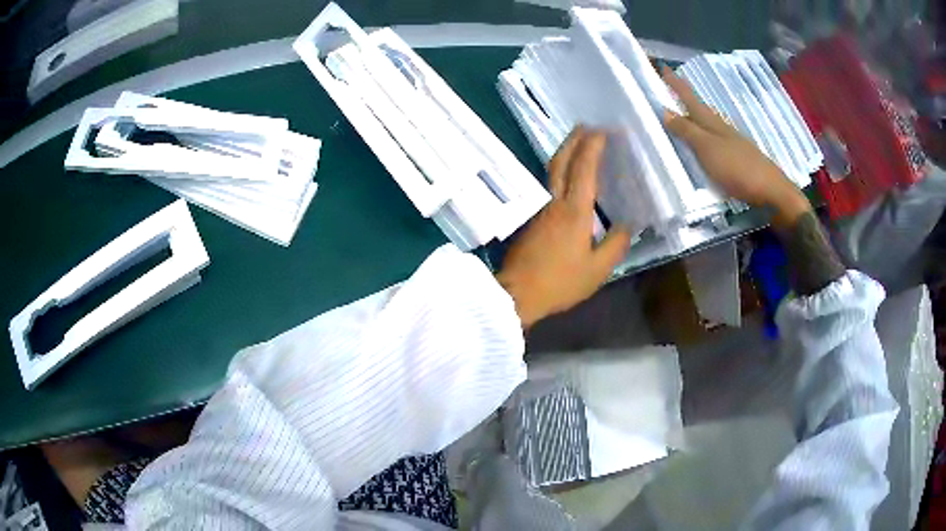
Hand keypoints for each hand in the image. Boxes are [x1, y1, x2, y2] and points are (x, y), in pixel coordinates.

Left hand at [497, 128, 630, 328]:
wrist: (517, 294)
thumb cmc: (560, 282)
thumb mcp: (597, 270)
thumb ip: (615, 245)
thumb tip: (628, 226)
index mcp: (574, 211)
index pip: (584, 169)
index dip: (593, 147)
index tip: (602, 130)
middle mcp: (555, 202)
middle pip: (561, 161)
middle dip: (574, 139)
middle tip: (586, 126)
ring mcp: (540, 209)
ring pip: (551, 171)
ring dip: (565, 152)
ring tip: (578, 144)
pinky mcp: (532, 218)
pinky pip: (548, 185)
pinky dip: (559, 171)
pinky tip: (567, 177)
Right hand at [661, 67, 811, 228]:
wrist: (770, 191)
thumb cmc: (737, 167)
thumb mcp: (707, 148)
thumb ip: (687, 131)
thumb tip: (665, 110)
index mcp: (712, 123)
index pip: (690, 98)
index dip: (676, 84)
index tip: (663, 67)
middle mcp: (721, 128)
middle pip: (699, 109)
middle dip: (684, 99)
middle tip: (669, 90)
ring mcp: (731, 143)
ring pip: (707, 125)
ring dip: (693, 118)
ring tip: (681, 116)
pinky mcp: (736, 159)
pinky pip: (713, 142)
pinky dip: (702, 138)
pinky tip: (701, 145)